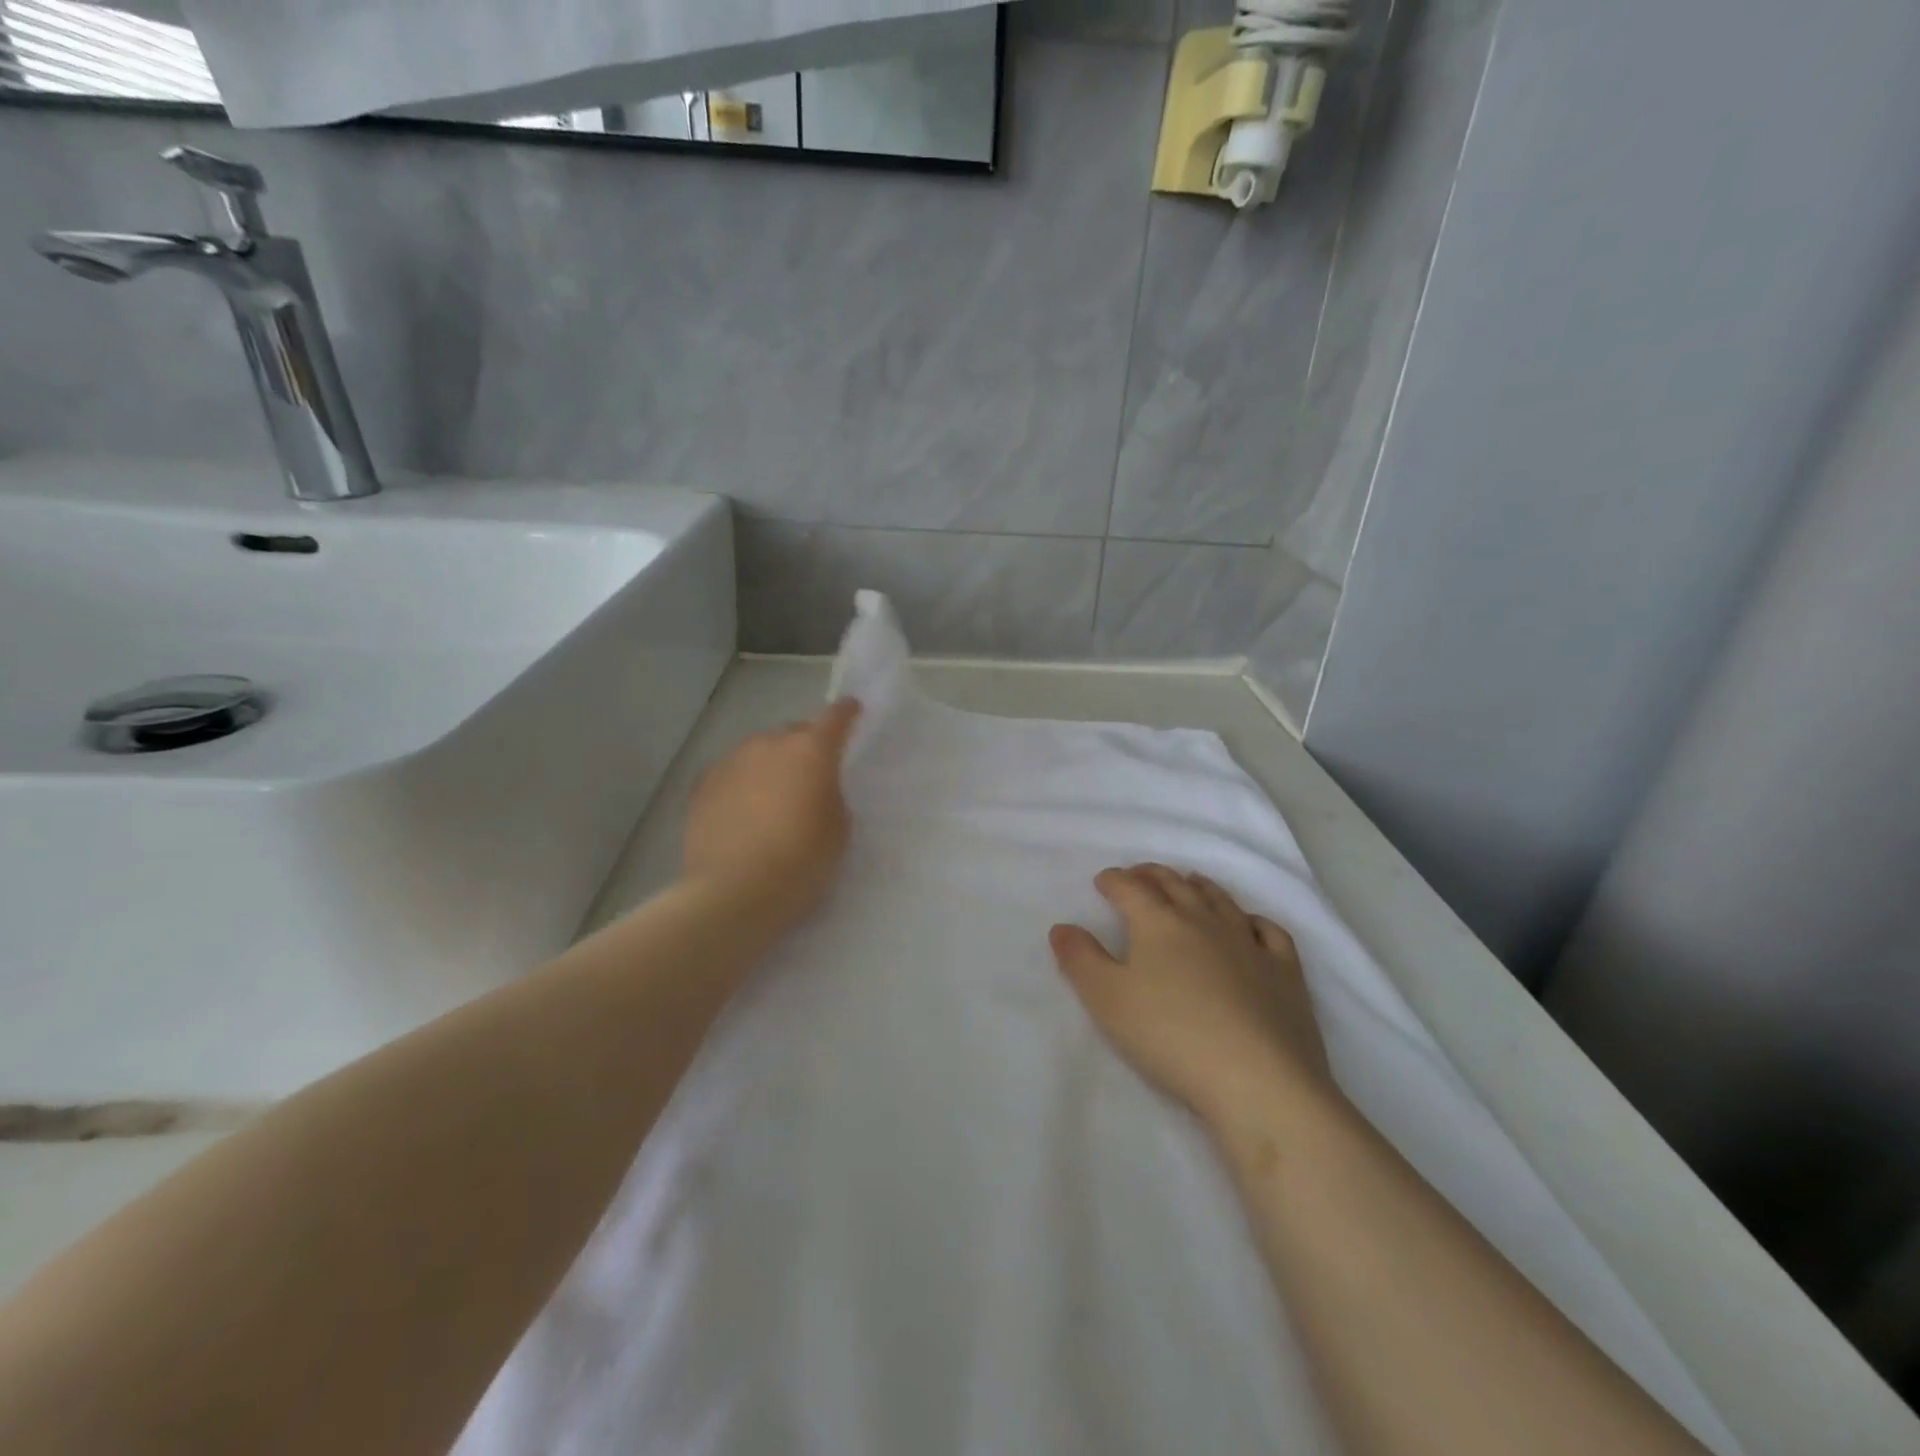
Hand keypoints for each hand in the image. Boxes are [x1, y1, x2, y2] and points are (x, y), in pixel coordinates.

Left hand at [682, 699, 860, 928]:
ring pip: (758, 753)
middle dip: (805, 747)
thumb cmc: (802, 861)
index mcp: (811, 750)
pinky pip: (731, 775)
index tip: (852, 710)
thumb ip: (831, 794)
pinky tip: (744, 810)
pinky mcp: (702, 787)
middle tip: (812, 774)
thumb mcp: (839, 828)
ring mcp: (731, 763)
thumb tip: (814, 788)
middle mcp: (769, 744)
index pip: (834, 717)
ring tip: (774, 797)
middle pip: (792, 733)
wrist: (735, 893)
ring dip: (770, 766)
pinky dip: (742, 784)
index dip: (846, 713)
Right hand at [1049, 865, 1334, 1129]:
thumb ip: (1080, 960)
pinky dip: (1253, 921)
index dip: (1114, 881)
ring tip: (1188, 883)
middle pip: (1174, 885)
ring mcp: (1249, 942)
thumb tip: (1062, 927)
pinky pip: (1269, 931)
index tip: (1103, 881)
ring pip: (1220, 900)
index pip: (1130, 888)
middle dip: (1152, 875)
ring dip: (1198, 887)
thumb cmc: (1170, 1036)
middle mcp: (1204, 920)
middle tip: (1139, 875)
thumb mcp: (1107, 1000)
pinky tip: (1249, 926)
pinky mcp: (1285, 971)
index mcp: (1158, 923)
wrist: (1258, 1080)